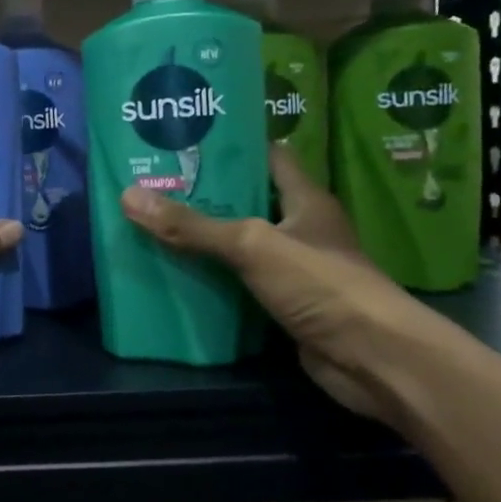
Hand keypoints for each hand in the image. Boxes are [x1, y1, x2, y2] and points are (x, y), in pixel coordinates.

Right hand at [120, 145, 448, 425]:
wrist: (372, 360)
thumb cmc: (321, 284)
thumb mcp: (251, 245)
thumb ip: (193, 225)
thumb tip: (128, 195)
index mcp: (304, 200)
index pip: (268, 157)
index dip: (231, 146)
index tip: (185, 141)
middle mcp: (300, 229)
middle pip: (247, 202)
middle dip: (203, 194)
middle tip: (152, 185)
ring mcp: (293, 269)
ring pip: (239, 245)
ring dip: (203, 240)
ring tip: (152, 224)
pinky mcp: (283, 304)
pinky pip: (238, 283)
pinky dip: (211, 280)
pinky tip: (174, 275)